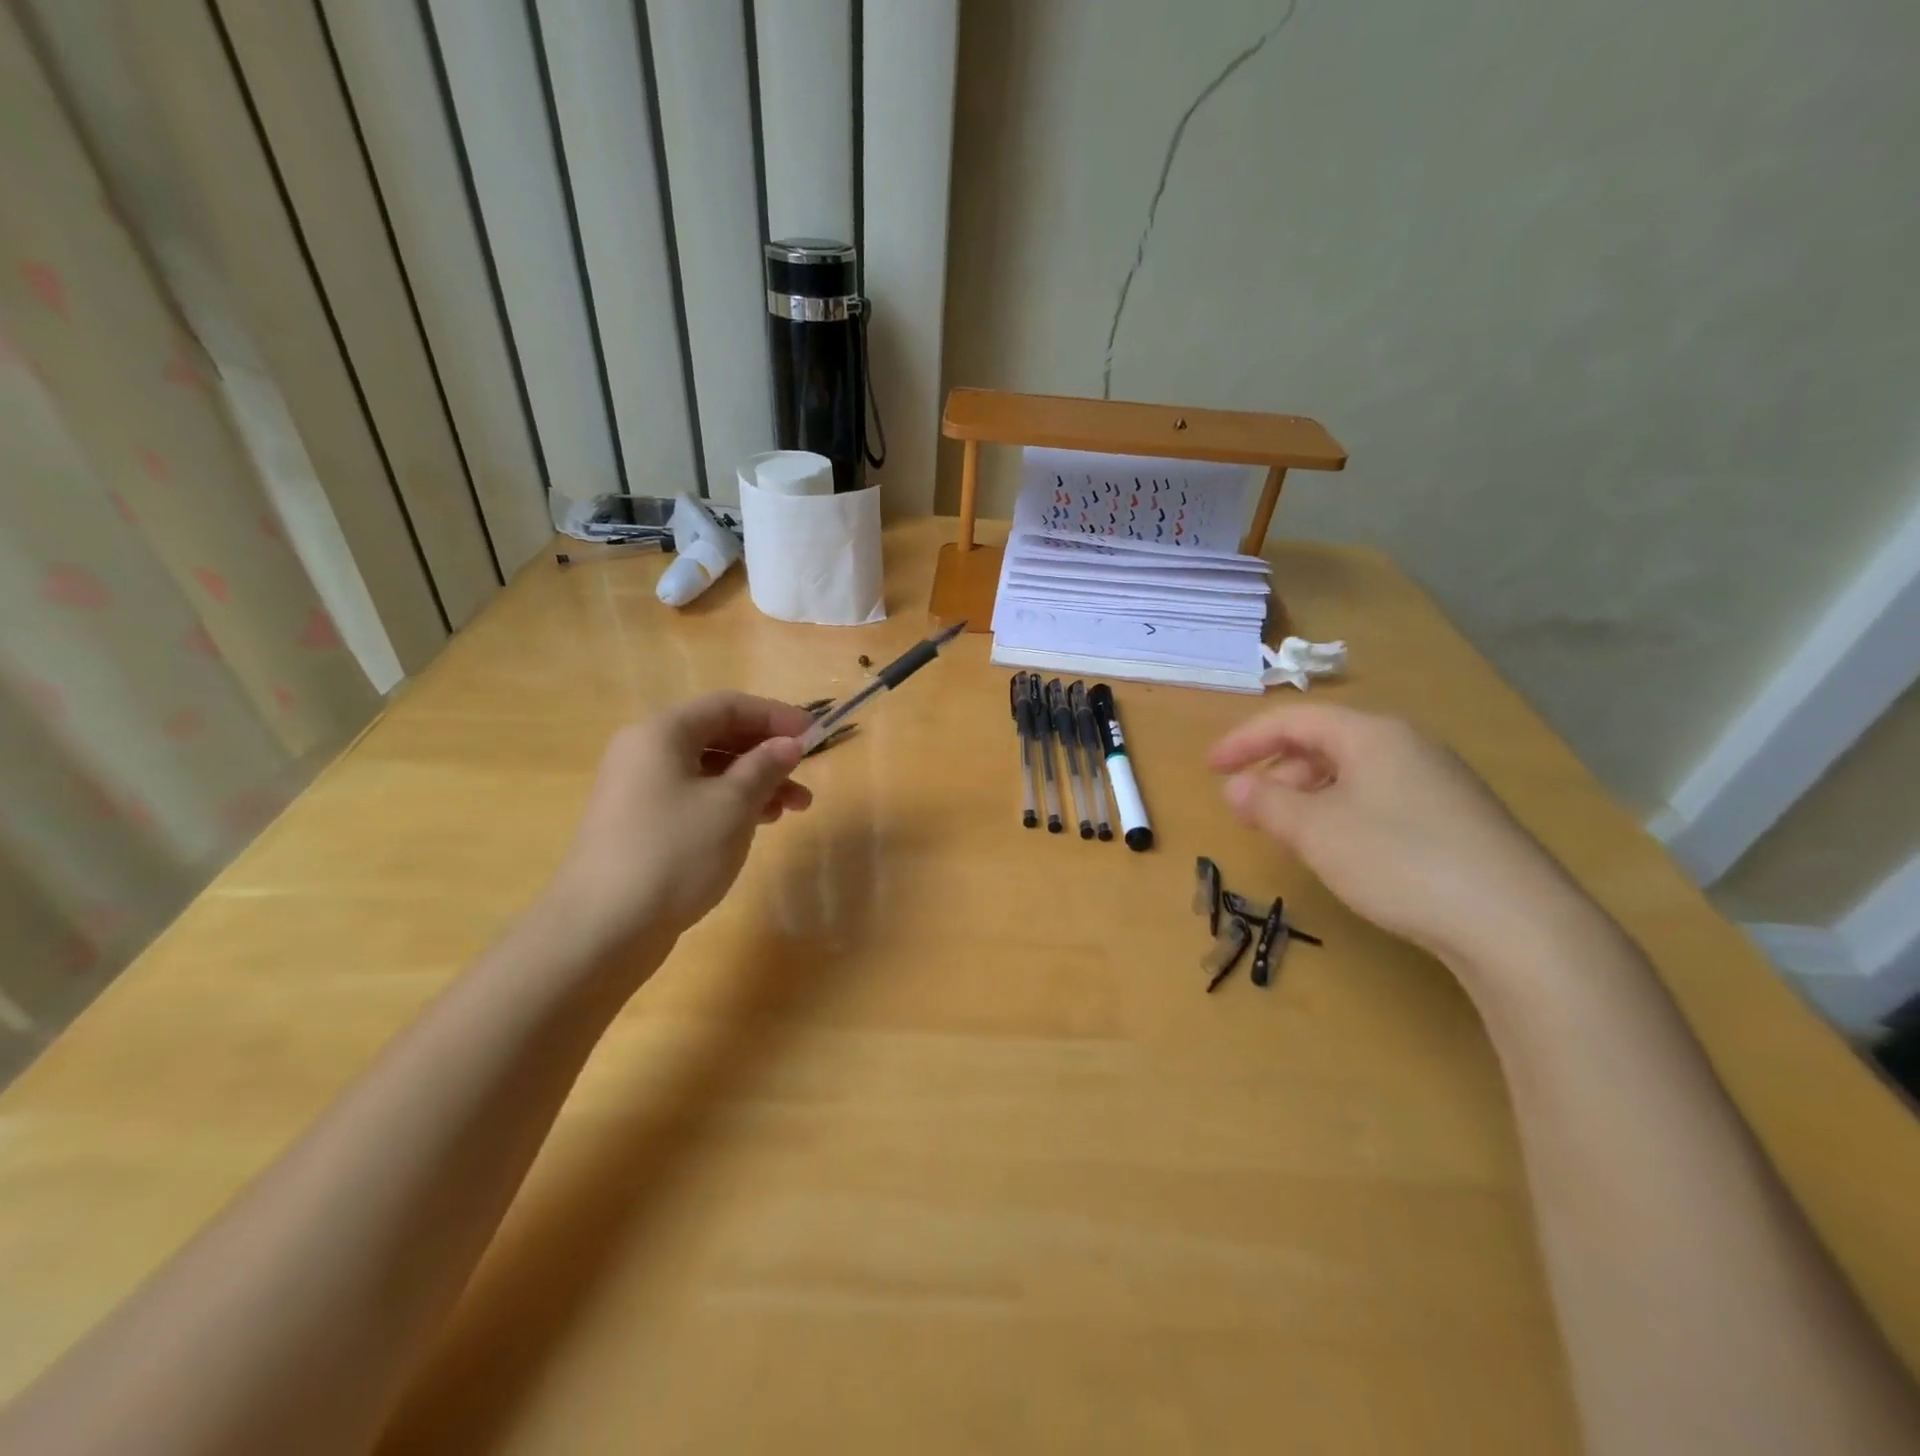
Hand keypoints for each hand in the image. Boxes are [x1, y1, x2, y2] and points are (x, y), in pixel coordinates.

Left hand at [547, 693, 815, 955]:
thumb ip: (765, 766)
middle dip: (767, 753)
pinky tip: (759, 824)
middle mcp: (645, 752)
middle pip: (718, 735)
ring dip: (755, 782)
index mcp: (662, 733)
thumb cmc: (674, 852)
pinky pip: (695, 797)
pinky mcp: (641, 824)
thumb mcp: (732, 805)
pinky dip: (730, 804)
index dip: (775, 715)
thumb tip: (789, 744)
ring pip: (709, 771)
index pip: (728, 705)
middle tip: (806, 774)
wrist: (602, 929)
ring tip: (794, 808)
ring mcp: (640, 790)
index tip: (815, 734)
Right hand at [1209, 704, 1592, 970]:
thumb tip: (1234, 786)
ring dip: (1309, 795)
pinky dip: (1344, 812)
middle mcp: (1408, 746)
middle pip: (1325, 743)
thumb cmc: (1399, 860)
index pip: (1294, 720)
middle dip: (1277, 770)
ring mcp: (1439, 781)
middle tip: (1248, 806)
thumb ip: (1267, 803)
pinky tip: (1342, 850)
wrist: (1517, 924)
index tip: (1209, 768)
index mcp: (1372, 735)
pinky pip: (1381, 798)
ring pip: (1354, 773)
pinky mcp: (1458, 818)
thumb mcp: (1317, 831)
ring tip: (1289, 832)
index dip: (1244, 741)